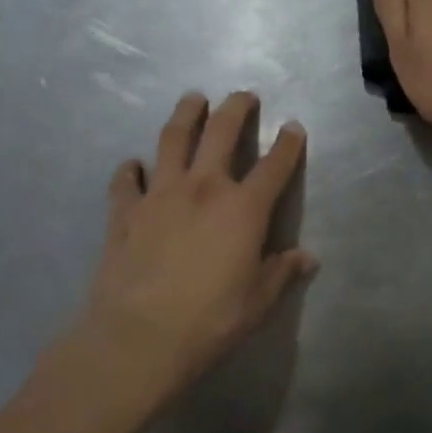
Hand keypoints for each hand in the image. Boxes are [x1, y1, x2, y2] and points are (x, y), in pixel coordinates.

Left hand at [66, 91, 313, 409]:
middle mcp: (203, 188)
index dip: (288, 143)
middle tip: (243, 95)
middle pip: (221, 133)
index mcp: (243, 208)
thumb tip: (307, 257)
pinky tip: (134, 166)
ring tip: (193, 99)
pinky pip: (127, 180)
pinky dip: (131, 169)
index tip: (294, 126)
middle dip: (236, 108)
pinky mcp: (124, 212)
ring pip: (172, 139)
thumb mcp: (259, 300)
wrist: (139, 337)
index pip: (275, 165)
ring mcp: (159, 195)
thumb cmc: (211, 320)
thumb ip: (282, 271)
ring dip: (185, 115)